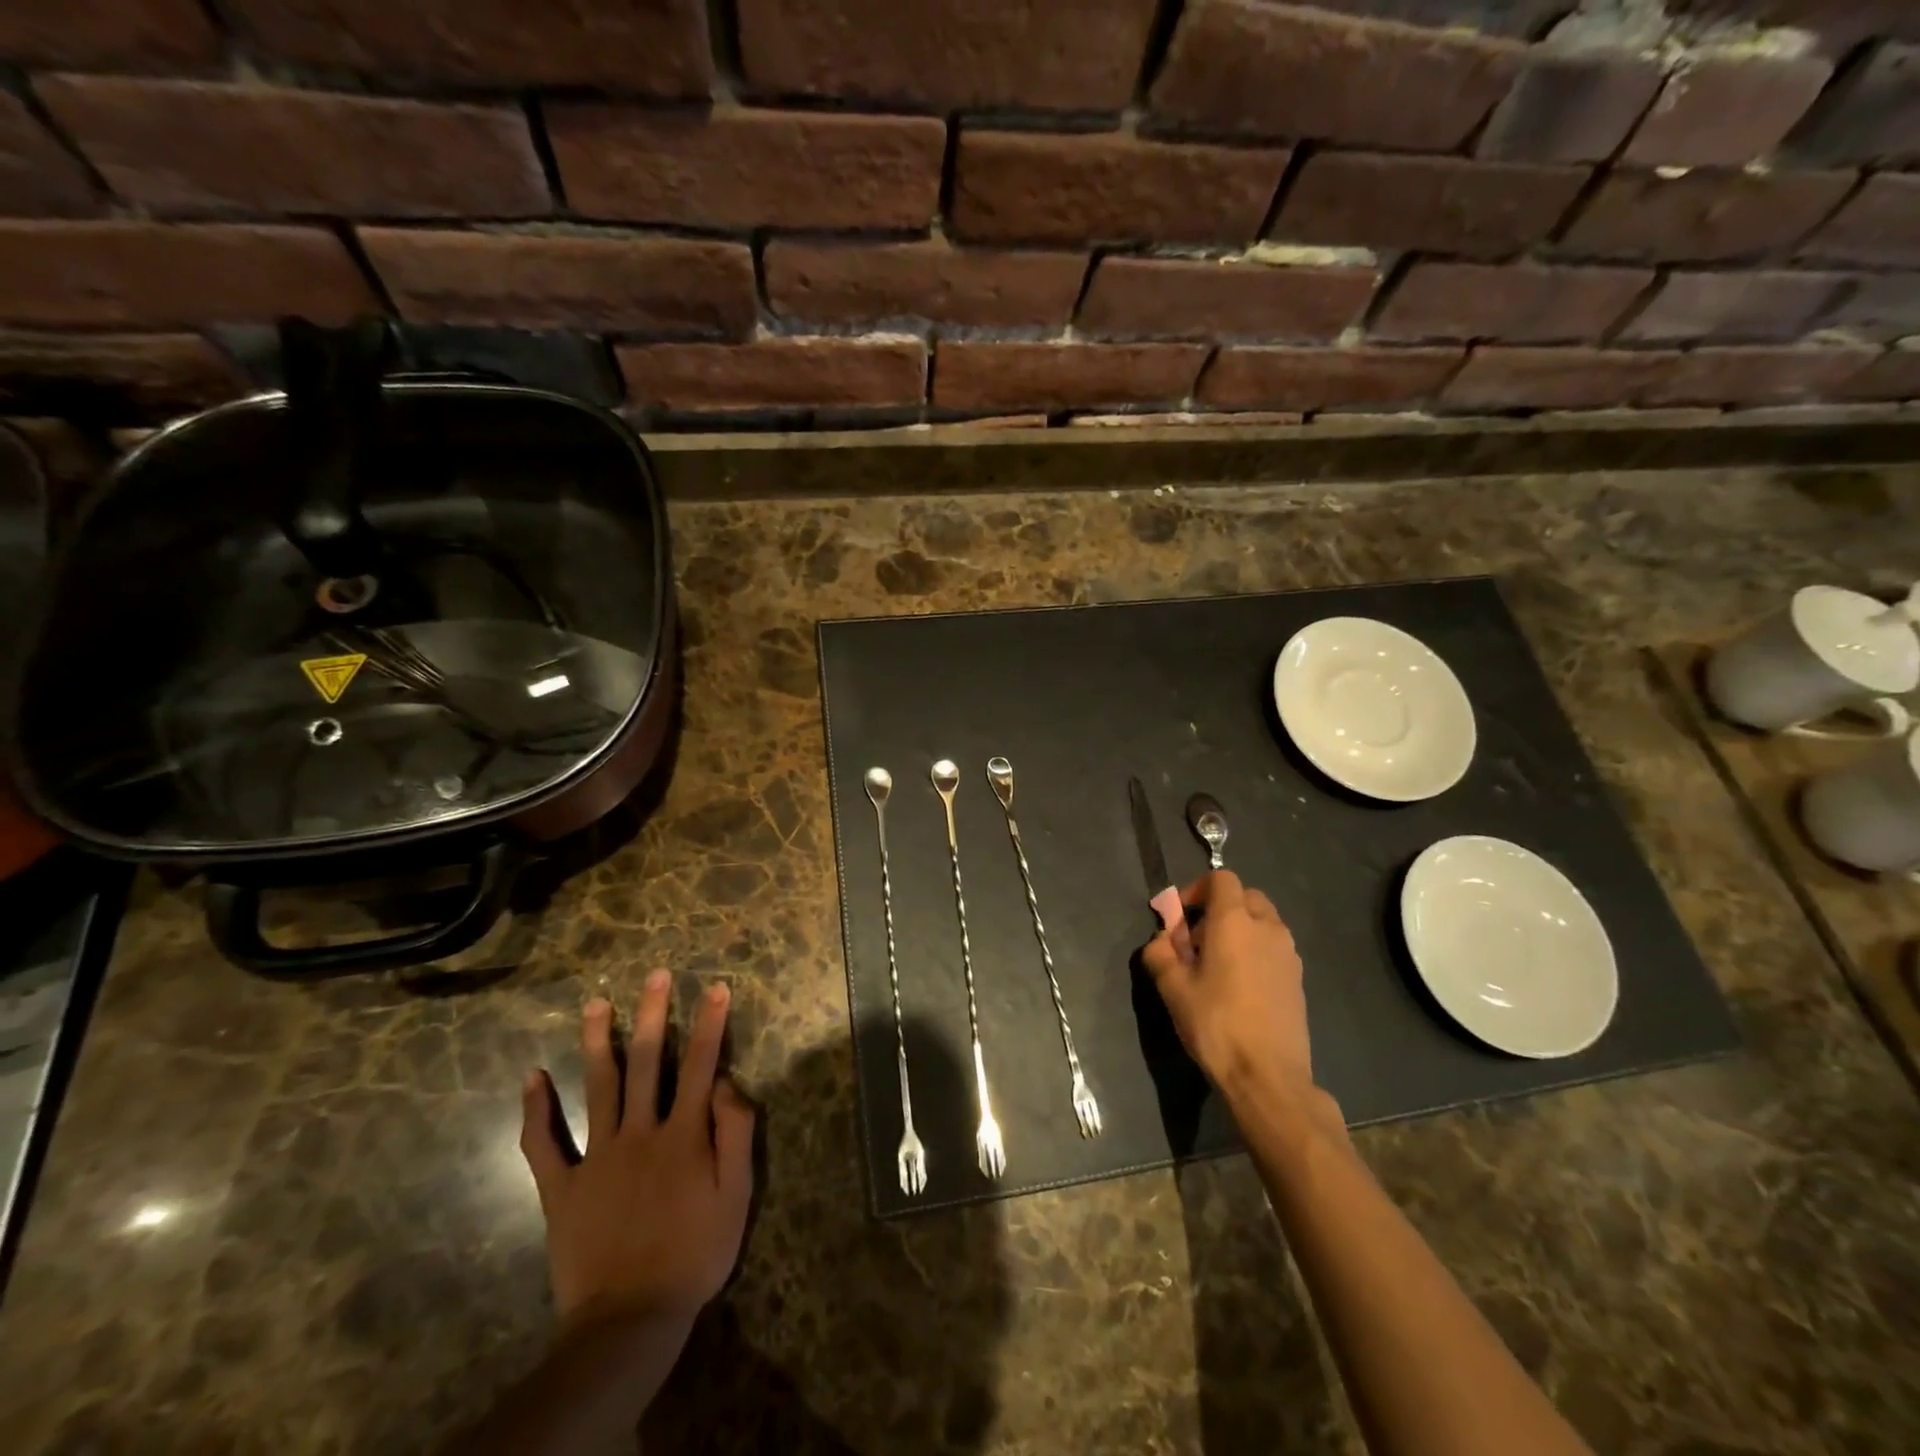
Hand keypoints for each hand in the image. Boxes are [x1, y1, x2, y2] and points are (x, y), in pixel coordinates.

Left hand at [518, 972, 754, 1333]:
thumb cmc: (694, 1254)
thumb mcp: (736, 1196)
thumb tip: (727, 1082)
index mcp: (683, 1134)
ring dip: (598, 1041)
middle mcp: (640, 1132)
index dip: (710, 1023)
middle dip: (653, 1014)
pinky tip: (532, 1076)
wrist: (630, 1320)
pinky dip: (535, 1110)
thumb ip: (735, 1134)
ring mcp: (596, 1157)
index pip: (701, 1065)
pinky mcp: (562, 1187)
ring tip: (596, 1003)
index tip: (716, 987)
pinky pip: (542, 1144)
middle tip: (654, 975)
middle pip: (648, 1061)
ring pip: (598, 1087)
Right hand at [1141, 870, 1313, 1102]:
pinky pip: (1273, 948)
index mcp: (1235, 921)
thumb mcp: (1172, 988)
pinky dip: (1254, 951)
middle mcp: (1267, 928)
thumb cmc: (1216, 1024)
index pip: (1221, 879)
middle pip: (1245, 896)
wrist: (1268, 1076)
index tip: (1179, 918)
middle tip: (1196, 941)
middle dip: (1218, 909)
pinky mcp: (1298, 979)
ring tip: (1216, 966)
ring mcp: (1288, 954)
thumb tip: (1162, 941)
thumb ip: (1160, 953)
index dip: (1196, 889)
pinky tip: (1238, 987)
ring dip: (1238, 930)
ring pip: (1262, 922)